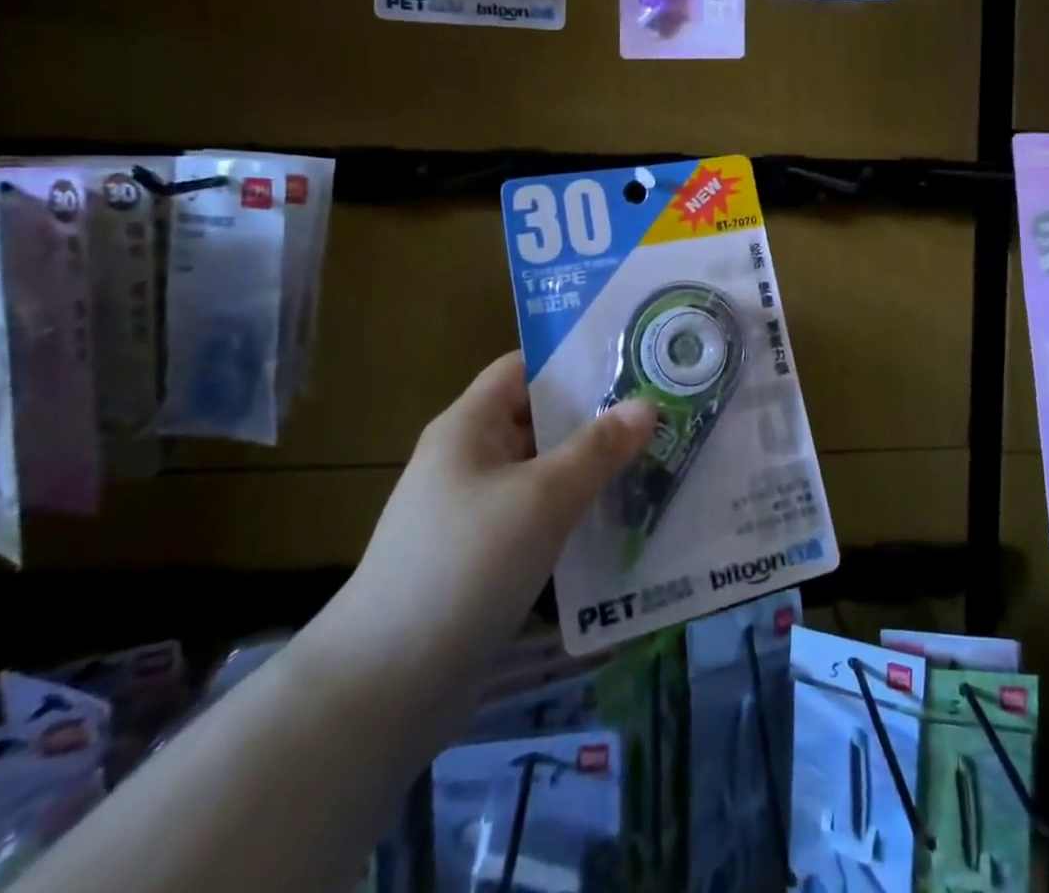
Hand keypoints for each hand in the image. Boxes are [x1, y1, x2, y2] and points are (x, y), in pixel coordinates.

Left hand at [298, 352, 655, 742]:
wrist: (386, 688)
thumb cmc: (465, 564)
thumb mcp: (542, 498)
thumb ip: (597, 449)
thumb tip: (647, 405)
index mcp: (469, 427)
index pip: (523, 368)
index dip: (573, 360)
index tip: (632, 361)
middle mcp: (470, 461)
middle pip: (540, 422)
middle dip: (598, 420)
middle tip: (662, 416)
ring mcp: (476, 513)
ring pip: (545, 476)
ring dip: (593, 473)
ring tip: (657, 466)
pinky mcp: (486, 561)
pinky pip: (540, 522)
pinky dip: (577, 518)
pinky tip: (625, 527)